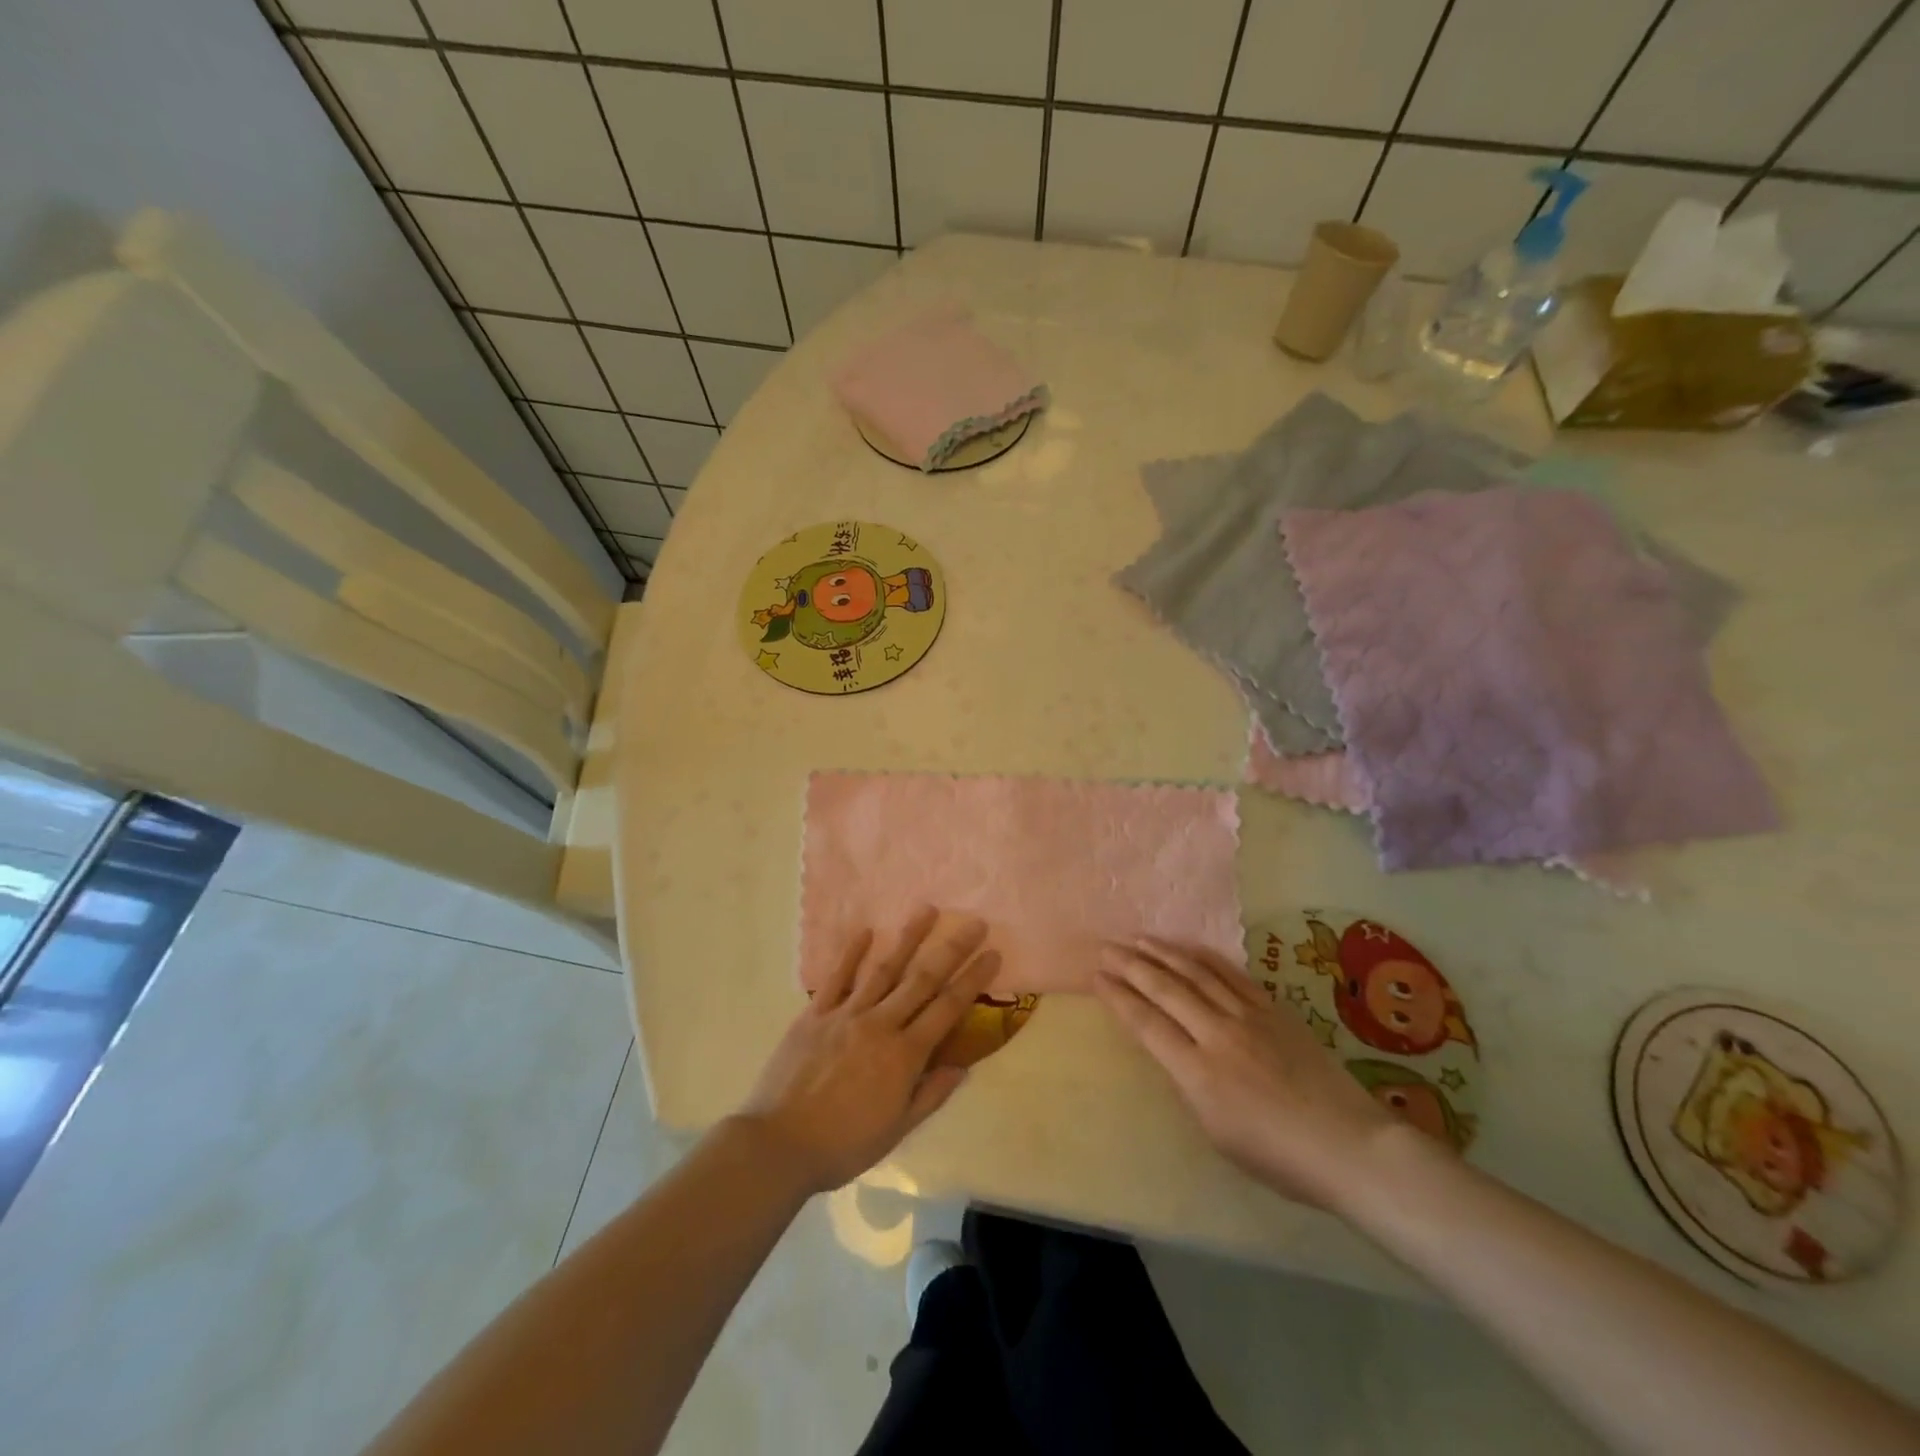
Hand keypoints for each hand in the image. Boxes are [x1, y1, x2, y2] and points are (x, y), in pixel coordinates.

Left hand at [738, 909, 1000, 1194]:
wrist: (778, 1145)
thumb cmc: (843, 1145)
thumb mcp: (896, 1131)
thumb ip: (930, 1095)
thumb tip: (962, 1067)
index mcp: (904, 1055)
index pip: (948, 1009)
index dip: (973, 980)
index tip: (992, 954)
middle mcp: (880, 1025)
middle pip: (922, 980)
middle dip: (952, 950)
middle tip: (974, 923)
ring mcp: (845, 1015)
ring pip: (884, 969)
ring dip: (908, 938)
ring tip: (928, 910)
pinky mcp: (814, 1014)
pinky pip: (836, 978)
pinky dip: (851, 953)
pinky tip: (866, 931)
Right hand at [1096, 939, 1402, 1207]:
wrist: (1349, 1145)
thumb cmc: (1279, 1156)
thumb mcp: (1217, 1133)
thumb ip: (1189, 1086)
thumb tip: (1174, 1052)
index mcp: (1197, 1072)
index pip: (1146, 1023)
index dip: (1118, 997)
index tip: (1097, 976)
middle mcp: (1217, 1034)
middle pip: (1165, 989)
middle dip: (1131, 965)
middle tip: (1106, 947)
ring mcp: (1248, 1017)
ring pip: (1196, 974)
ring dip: (1163, 953)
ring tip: (1139, 939)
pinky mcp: (1274, 1009)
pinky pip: (1232, 975)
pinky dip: (1206, 958)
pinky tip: (1190, 949)